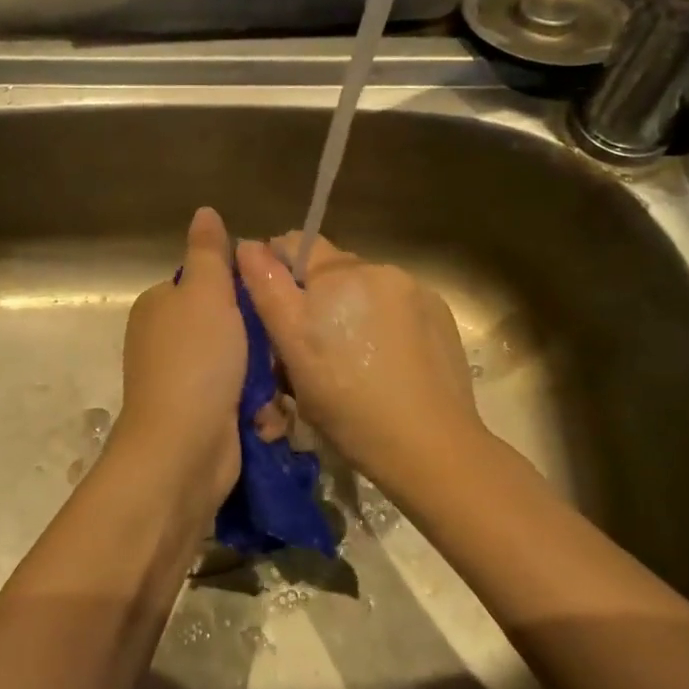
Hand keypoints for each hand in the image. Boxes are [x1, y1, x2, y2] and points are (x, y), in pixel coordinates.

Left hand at [113, 207, 245, 509]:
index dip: (242, 291)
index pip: (209, 284)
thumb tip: (205, 211)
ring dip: (264, 382)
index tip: (269, 302)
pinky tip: (263, 421)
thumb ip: (209, 253)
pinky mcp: (203, 417)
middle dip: (259, 345)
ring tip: (269, 394)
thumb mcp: (206, 294)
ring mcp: (184, 382)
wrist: (182, 450)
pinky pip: (242, 401)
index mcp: (161, 306)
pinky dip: (257, 411)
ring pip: (243, 366)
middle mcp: (167, 341)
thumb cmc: (196, 362)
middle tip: (274, 354)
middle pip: (231, 327)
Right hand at [236, 232, 485, 493]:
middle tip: (309, 345)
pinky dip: (384, 322)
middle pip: (331, 269)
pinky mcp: (440, 315)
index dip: (276, 270)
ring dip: (351, 308)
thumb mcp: (293, 349)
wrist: (429, 445)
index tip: (274, 310)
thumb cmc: (346, 402)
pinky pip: (397, 306)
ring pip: (364, 289)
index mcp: (337, 273)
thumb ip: (268, 289)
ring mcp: (414, 290)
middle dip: (316, 296)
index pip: (294, 243)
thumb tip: (248, 245)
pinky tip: (387, 361)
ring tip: (353, 358)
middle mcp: (377, 268)